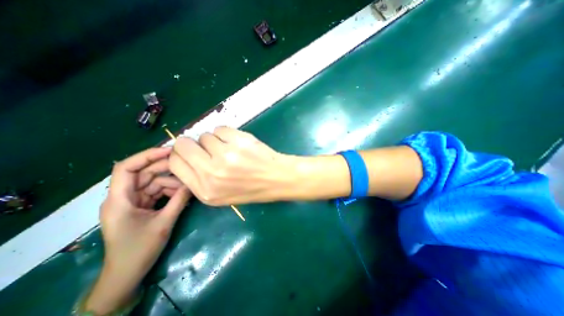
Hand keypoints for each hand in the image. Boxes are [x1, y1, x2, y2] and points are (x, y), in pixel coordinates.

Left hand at [85, 147, 190, 313]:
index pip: (126, 168)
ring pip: (153, 182)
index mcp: (119, 200)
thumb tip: (194, 183)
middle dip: (166, 169)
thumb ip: (179, 200)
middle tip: (187, 166)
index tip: (169, 152)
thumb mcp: (163, 223)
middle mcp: (123, 196)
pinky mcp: (141, 206)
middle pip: (144, 173)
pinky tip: (183, 193)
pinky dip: (170, 191)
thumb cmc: (139, 250)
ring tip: (189, 185)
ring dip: (171, 182)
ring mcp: (132, 201)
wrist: (127, 274)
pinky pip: (156, 192)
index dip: (147, 156)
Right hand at [169, 128, 295, 205]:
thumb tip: (186, 156)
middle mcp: (212, 173)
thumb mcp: (221, 195)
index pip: (175, 163)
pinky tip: (237, 143)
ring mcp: (226, 155)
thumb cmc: (251, 188)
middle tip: (207, 147)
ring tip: (230, 149)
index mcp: (205, 190)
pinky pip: (220, 129)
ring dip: (215, 140)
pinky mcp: (239, 141)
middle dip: (192, 144)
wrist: (277, 178)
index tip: (189, 152)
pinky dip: (226, 134)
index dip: (180, 154)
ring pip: (205, 136)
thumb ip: (200, 179)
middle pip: (184, 145)